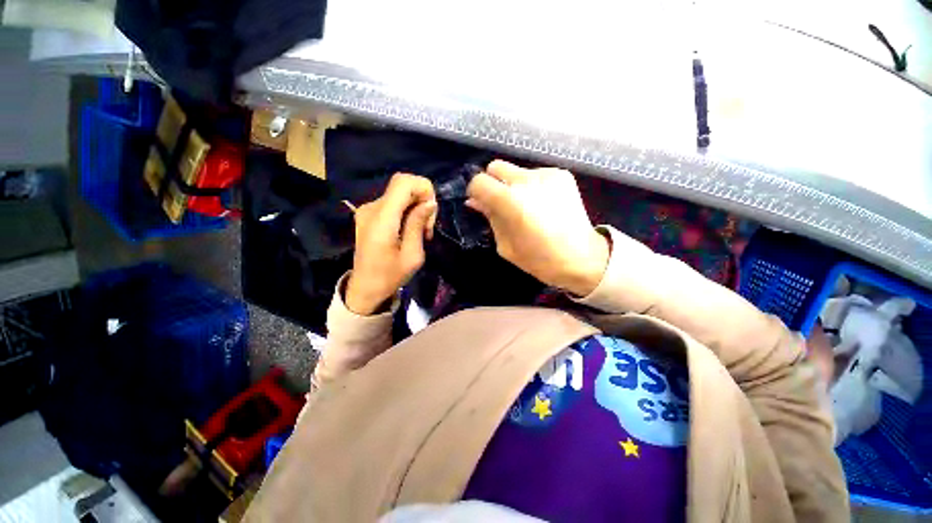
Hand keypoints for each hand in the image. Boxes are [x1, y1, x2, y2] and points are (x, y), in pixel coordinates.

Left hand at [345, 173, 436, 314]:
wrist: (364, 288)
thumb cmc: (390, 276)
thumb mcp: (412, 255)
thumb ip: (418, 224)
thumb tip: (430, 202)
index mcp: (382, 220)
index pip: (403, 182)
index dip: (423, 189)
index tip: (430, 212)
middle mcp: (371, 208)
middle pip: (402, 184)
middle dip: (422, 199)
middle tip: (427, 227)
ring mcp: (367, 210)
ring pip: (399, 193)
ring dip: (415, 207)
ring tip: (421, 232)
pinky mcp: (368, 214)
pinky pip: (393, 202)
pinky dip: (406, 211)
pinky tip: (409, 229)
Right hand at [467, 160, 609, 295]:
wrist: (582, 258)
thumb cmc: (539, 259)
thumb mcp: (505, 244)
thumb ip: (490, 217)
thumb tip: (475, 201)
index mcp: (510, 201)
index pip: (479, 181)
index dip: (475, 192)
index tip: (480, 203)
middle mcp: (527, 180)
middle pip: (496, 167)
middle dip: (493, 183)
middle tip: (500, 203)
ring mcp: (547, 174)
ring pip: (516, 170)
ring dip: (513, 185)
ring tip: (526, 206)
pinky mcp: (562, 175)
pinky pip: (535, 174)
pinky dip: (532, 186)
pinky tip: (542, 204)